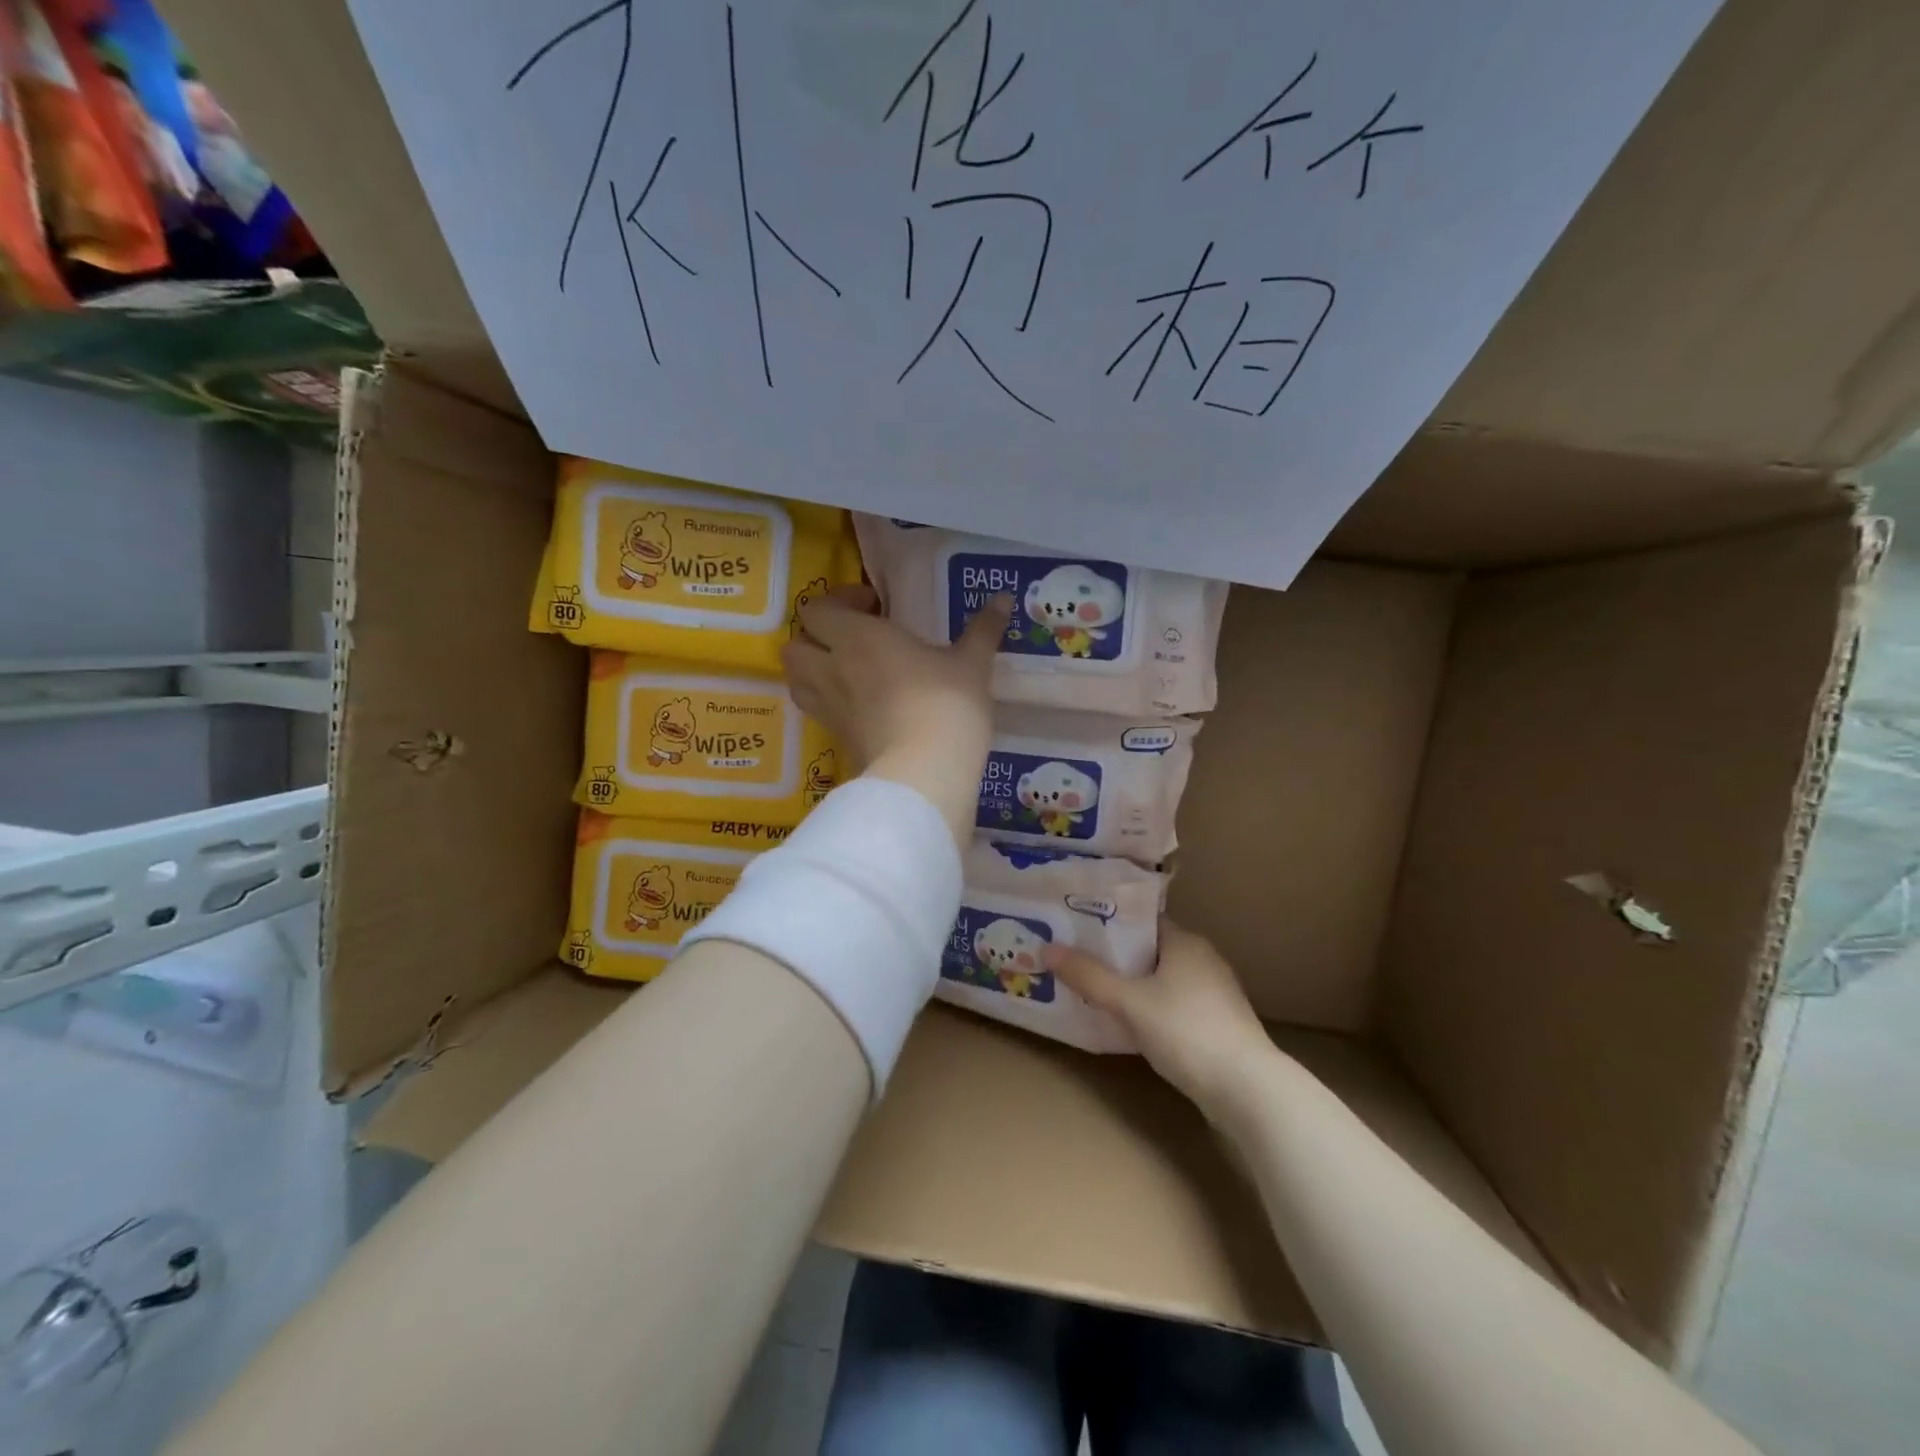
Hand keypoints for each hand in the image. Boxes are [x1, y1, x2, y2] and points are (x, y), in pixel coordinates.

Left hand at [783, 585, 1011, 847]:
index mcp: (856, 638)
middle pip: (794, 645)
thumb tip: (1004, 598)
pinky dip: (830, 704)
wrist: (925, 772)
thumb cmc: (946, 704)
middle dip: (815, 638)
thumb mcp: (972, 664)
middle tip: (852, 639)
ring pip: (797, 680)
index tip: (874, 606)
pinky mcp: (836, 741)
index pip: (818, 609)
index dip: (840, 602)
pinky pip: (818, 712)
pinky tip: (862, 706)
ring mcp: (829, 708)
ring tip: (848, 672)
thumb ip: (983, 629)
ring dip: (813, 671)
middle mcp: (832, 669)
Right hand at [1046, 920, 1275, 1119]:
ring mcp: (1215, 993)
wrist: (1249, 1090)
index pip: (1141, 920)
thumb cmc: (1187, 1032)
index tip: (1076, 930)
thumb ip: (1088, 976)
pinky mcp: (1219, 1024)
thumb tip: (1047, 948)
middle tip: (1076, 962)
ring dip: (1133, 985)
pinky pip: (1175, 1004)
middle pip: (1150, 949)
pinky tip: (1130, 1024)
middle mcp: (1204, 959)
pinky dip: (1152, 1008)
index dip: (1108, 923)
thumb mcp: (1129, 1002)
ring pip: (1163, 979)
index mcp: (1185, 941)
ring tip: (1094, 992)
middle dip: (1115, 957)